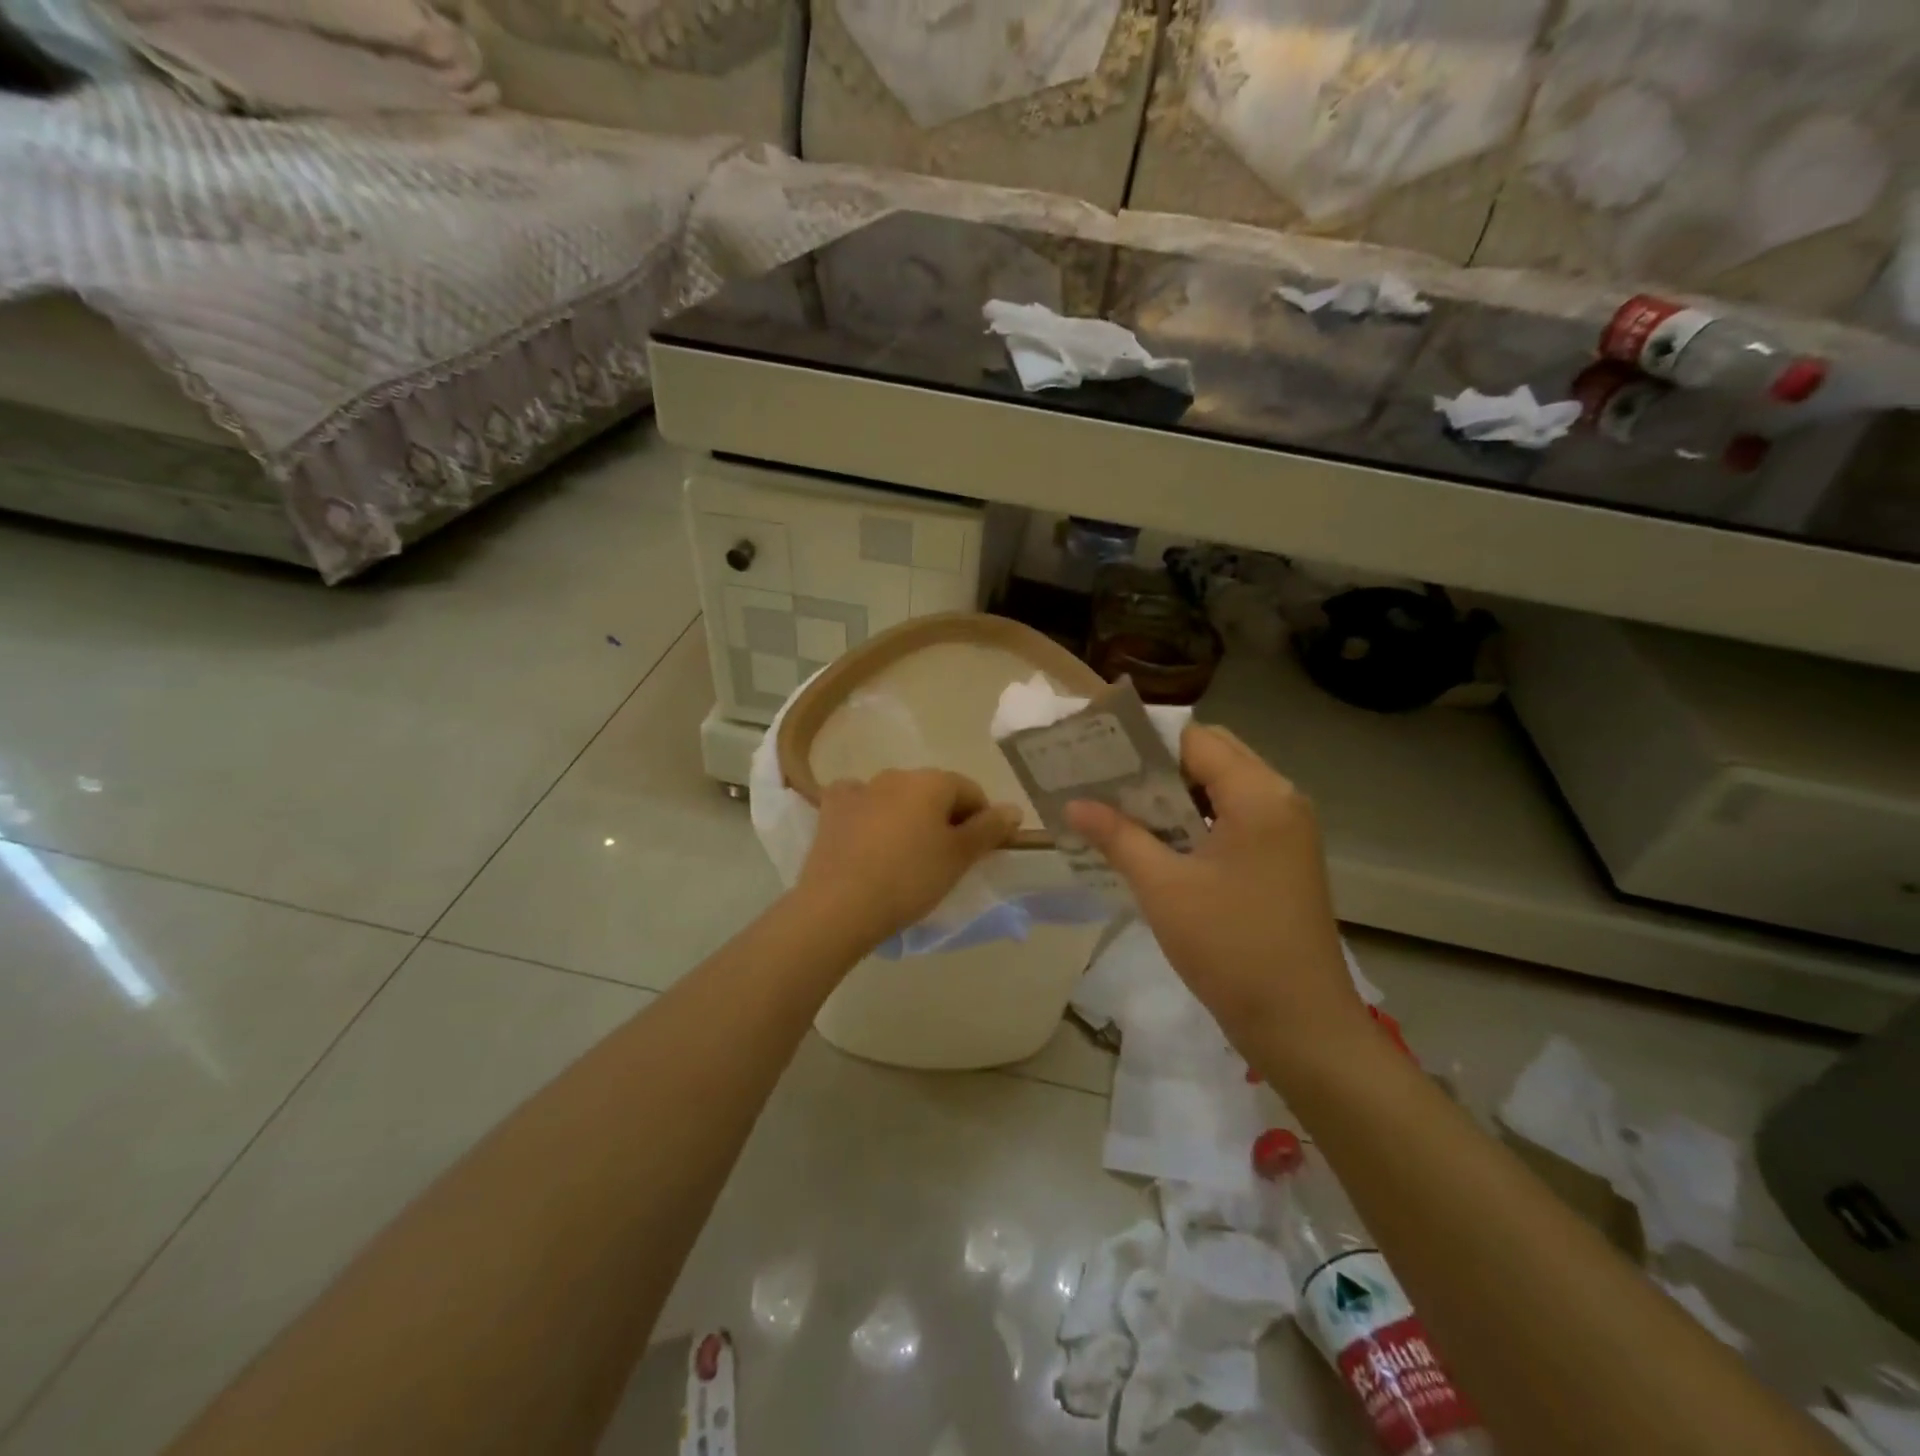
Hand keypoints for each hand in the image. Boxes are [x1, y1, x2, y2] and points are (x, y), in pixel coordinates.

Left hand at [795, 769, 1022, 949]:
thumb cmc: (910, 878)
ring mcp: (860, 789)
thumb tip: (1013, 808)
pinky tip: (868, 839)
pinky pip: (860, 803)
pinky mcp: (832, 809)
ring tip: (905, 856)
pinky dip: (869, 815)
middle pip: (933, 792)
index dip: (982, 820)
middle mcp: (896, 774)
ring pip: (896, 797)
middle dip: (944, 818)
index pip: (970, 792)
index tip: (978, 852)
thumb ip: (990, 829)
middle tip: (944, 859)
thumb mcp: (959, 857)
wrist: (840, 904)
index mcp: (932, 781)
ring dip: (907, 817)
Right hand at [1065, 725, 1368, 1061]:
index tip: (1098, 752)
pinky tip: (1154, 841)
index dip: (1144, 742)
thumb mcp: (1164, 888)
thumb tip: (1073, 804)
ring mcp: (1286, 830)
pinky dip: (1194, 821)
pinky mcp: (1282, 858)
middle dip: (1156, 767)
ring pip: (1221, 789)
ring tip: (1117, 807)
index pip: (1195, 739)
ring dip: (1173, 795)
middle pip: (1211, 757)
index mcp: (1259, 795)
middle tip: (1103, 780)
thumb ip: (1118, 837)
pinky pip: (1232, 819)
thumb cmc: (1231, 949)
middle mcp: (1280, 799)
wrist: (1301, 1026)